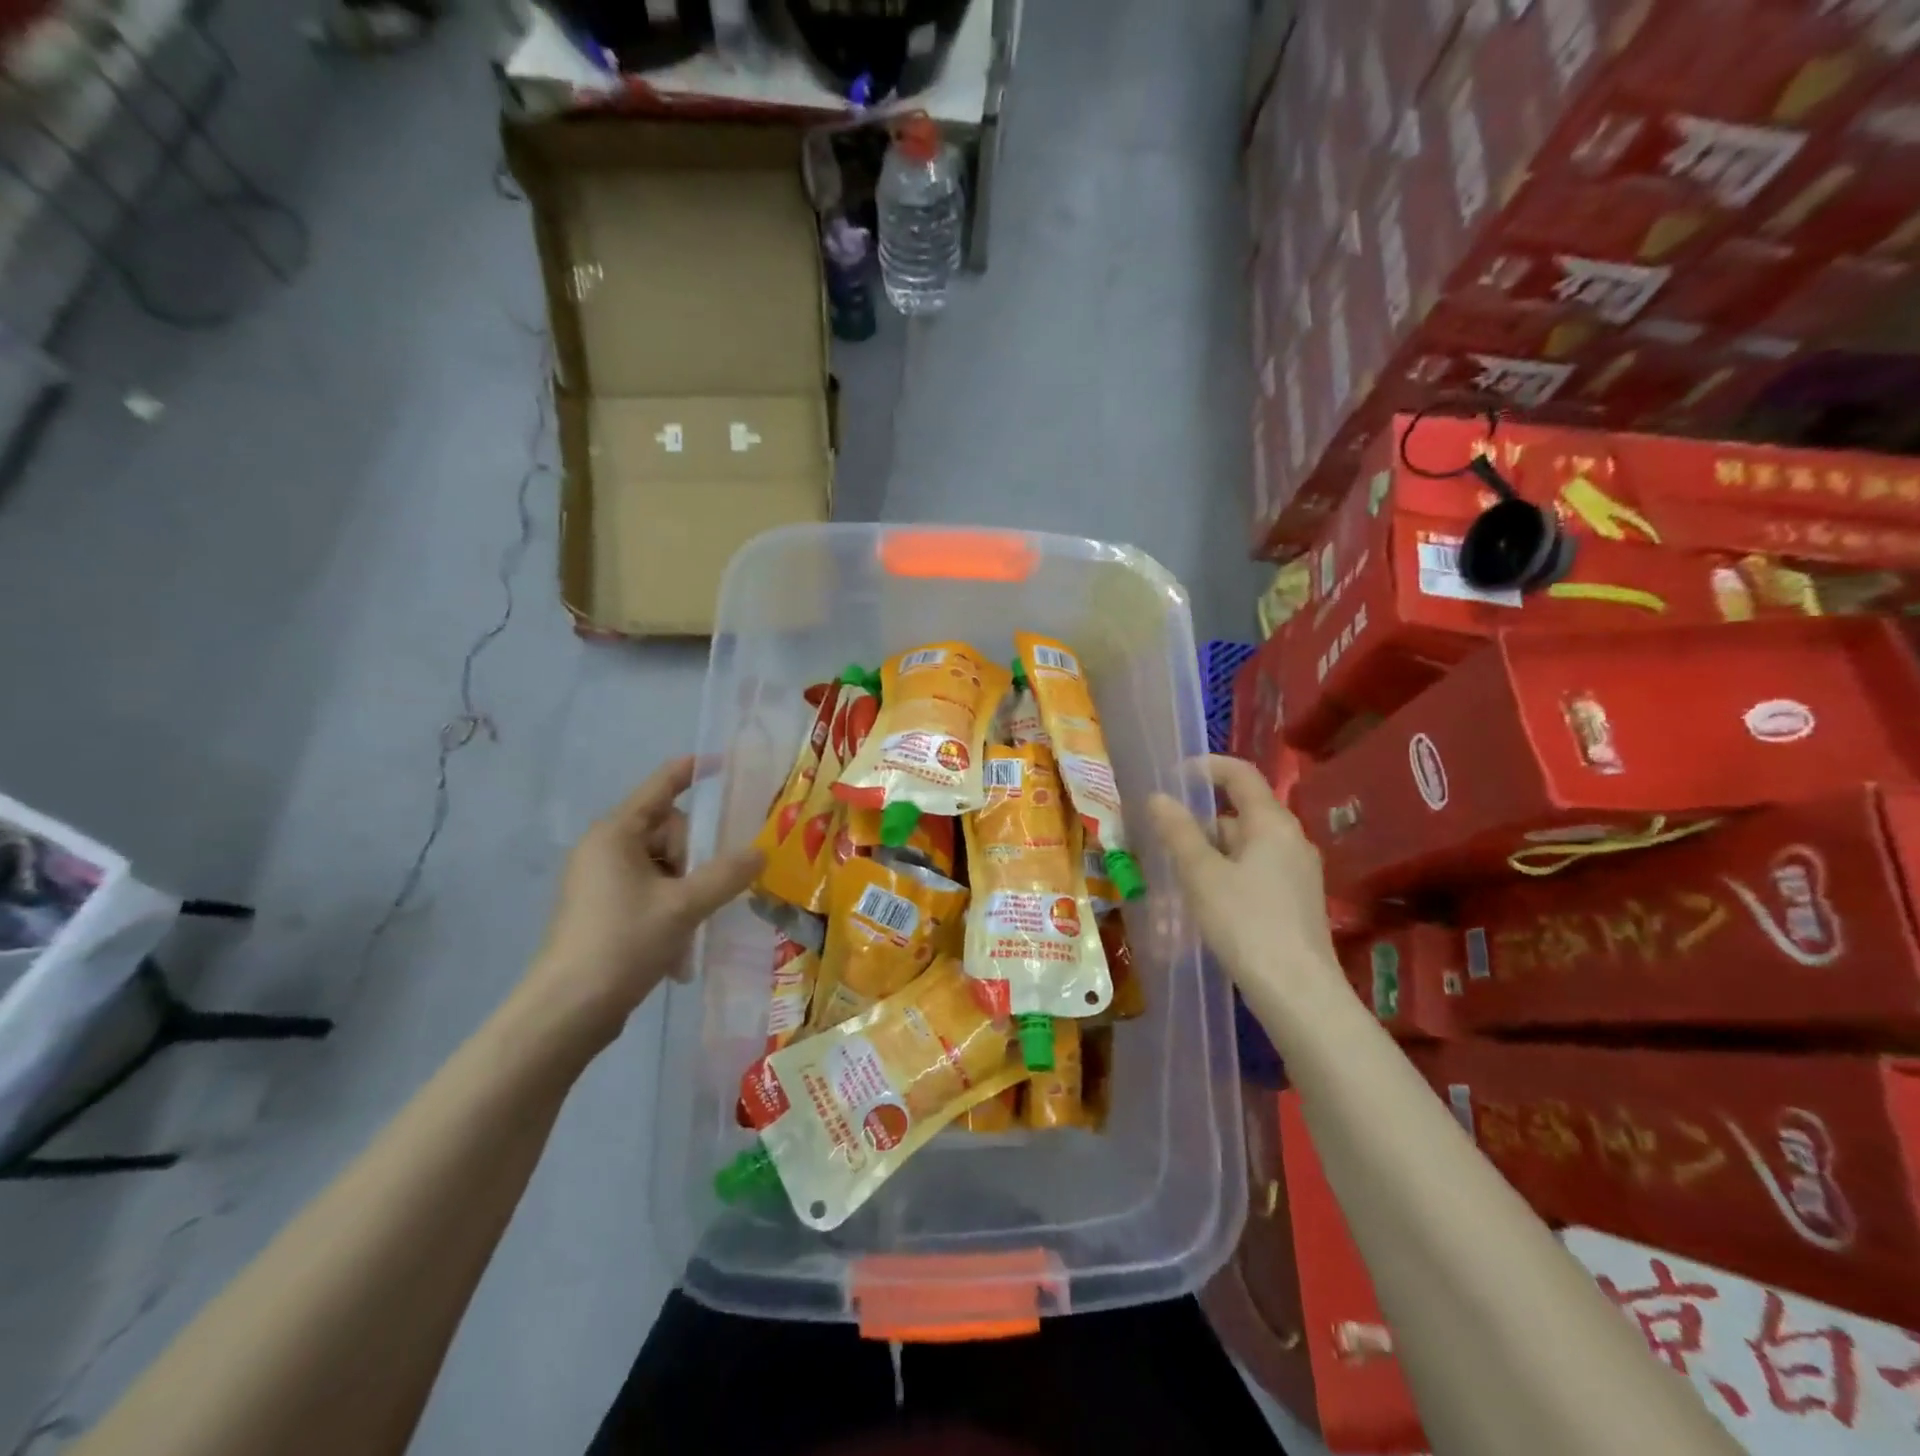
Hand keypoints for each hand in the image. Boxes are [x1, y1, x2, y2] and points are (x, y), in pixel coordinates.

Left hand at [524, 756, 761, 1046]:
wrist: (567, 1011)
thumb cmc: (623, 942)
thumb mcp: (684, 905)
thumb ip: (727, 874)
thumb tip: (760, 852)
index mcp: (616, 834)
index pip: (660, 787)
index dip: (690, 771)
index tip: (720, 761)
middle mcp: (605, 850)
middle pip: (668, 831)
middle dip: (694, 857)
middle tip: (701, 891)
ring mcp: (602, 881)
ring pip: (664, 866)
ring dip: (687, 890)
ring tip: (692, 927)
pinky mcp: (604, 911)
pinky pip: (651, 892)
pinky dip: (671, 910)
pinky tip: (679, 947)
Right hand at [1148, 755, 1344, 1030]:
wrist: (1298, 993)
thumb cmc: (1246, 923)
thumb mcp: (1202, 875)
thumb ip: (1178, 833)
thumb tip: (1157, 797)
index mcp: (1272, 823)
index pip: (1241, 774)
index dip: (1206, 767)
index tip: (1172, 777)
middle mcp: (1290, 840)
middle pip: (1239, 814)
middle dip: (1198, 823)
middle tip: (1160, 839)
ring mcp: (1296, 873)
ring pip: (1243, 848)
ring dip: (1208, 854)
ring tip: (1172, 876)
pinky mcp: (1295, 902)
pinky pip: (1253, 873)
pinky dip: (1224, 876)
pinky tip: (1201, 903)